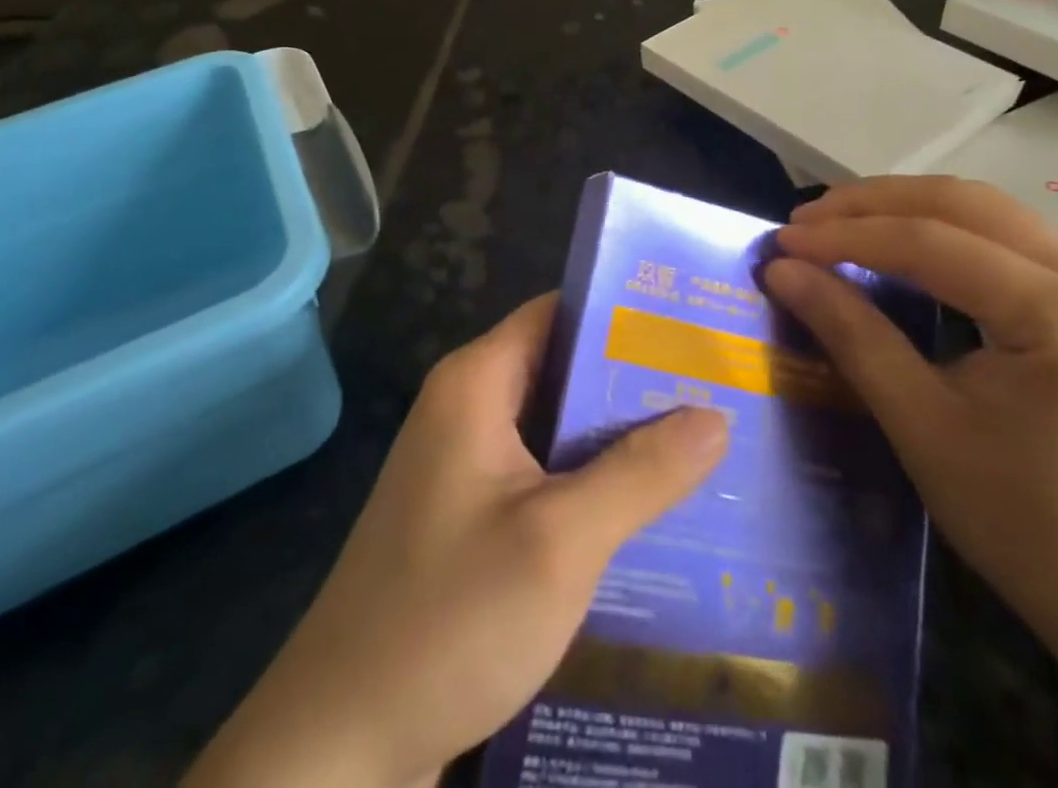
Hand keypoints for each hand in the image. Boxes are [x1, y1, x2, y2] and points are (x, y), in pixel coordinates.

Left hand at [186, 295, 728, 787]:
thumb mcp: (560, 541)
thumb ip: (641, 474)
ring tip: (705, 442)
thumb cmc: (448, 618)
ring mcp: (467, 465)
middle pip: (564, 370)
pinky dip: (593, 482)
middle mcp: (469, 408)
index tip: (693, 327)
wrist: (340, 746)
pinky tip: (654, 509)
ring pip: (558, 428)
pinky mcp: (473, 517)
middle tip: (717, 388)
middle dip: (635, 381)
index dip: (624, 314)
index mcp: (476, 382)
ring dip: (620, 438)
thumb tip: (716, 415)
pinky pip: (545, 476)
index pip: (560, 313)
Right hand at [764, 176, 1057, 680]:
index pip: (931, 243)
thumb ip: (852, 334)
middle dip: (871, 204)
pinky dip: (939, 226)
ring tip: (837, 222)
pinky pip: (1003, 233)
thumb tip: (783, 270)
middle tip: (803, 222)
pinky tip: (897, 240)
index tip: (783, 241)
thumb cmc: (1026, 523)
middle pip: (962, 204)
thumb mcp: (922, 426)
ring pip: (983, 208)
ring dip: (903, 206)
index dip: (847, 236)